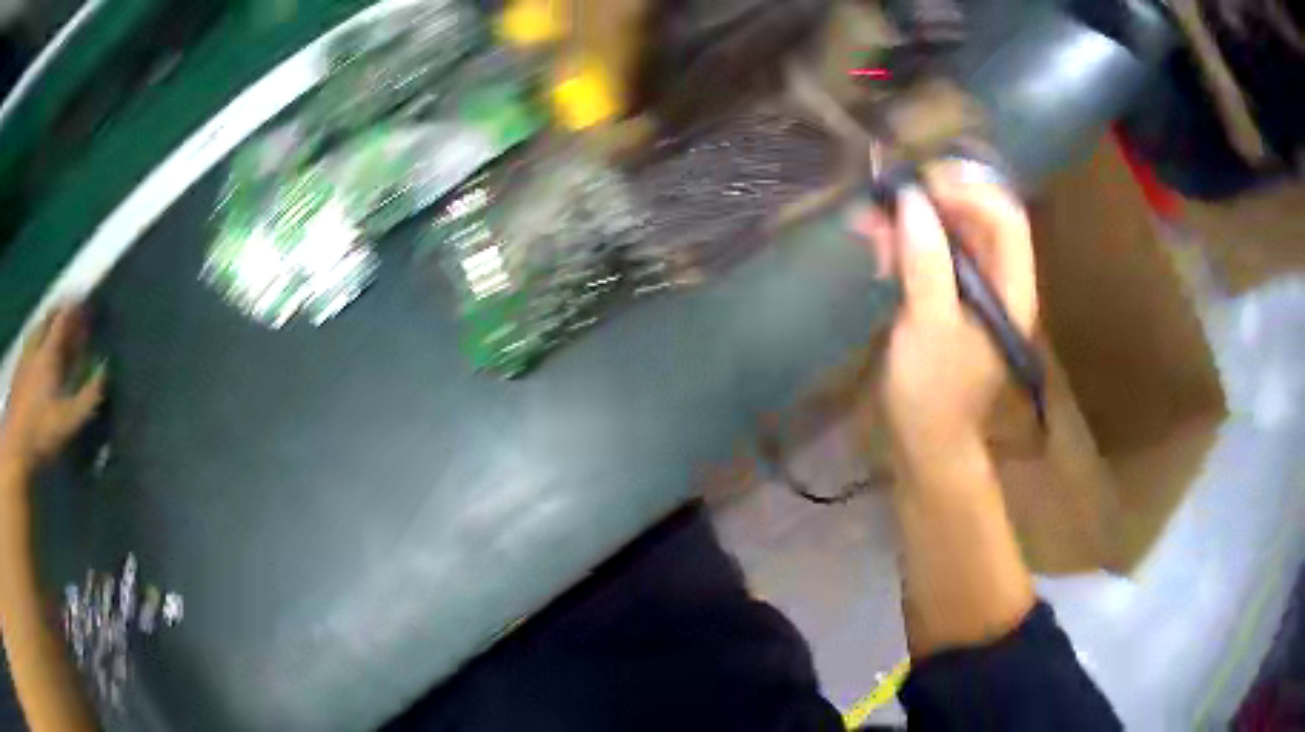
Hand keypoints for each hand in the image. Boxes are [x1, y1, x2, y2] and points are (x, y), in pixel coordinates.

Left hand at [0, 306, 104, 478]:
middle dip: (61, 314)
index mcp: (49, 351)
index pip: (63, 318)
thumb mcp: (69, 420)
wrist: (16, 446)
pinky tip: (39, 357)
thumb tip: (105, 372)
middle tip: (72, 315)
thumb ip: (88, 396)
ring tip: (55, 333)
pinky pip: (30, 347)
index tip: (86, 302)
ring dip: (48, 327)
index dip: (75, 308)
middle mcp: (36, 346)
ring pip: (37, 331)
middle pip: (48, 319)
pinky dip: (38, 344)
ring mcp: (25, 359)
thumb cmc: (42, 432)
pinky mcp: (18, 374)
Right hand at [855, 162, 1036, 467]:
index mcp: (1011, 289)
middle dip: (932, 202)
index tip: (919, 188)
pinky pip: (933, 254)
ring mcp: (974, 289)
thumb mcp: (929, 326)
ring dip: (912, 221)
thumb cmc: (934, 393)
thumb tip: (911, 199)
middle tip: (886, 201)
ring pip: (951, 232)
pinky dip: (906, 244)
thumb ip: (926, 261)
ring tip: (871, 226)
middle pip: (977, 217)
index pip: (1005, 217)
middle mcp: (999, 281)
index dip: (966, 191)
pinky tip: (878, 249)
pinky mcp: (949, 298)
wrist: (926, 444)